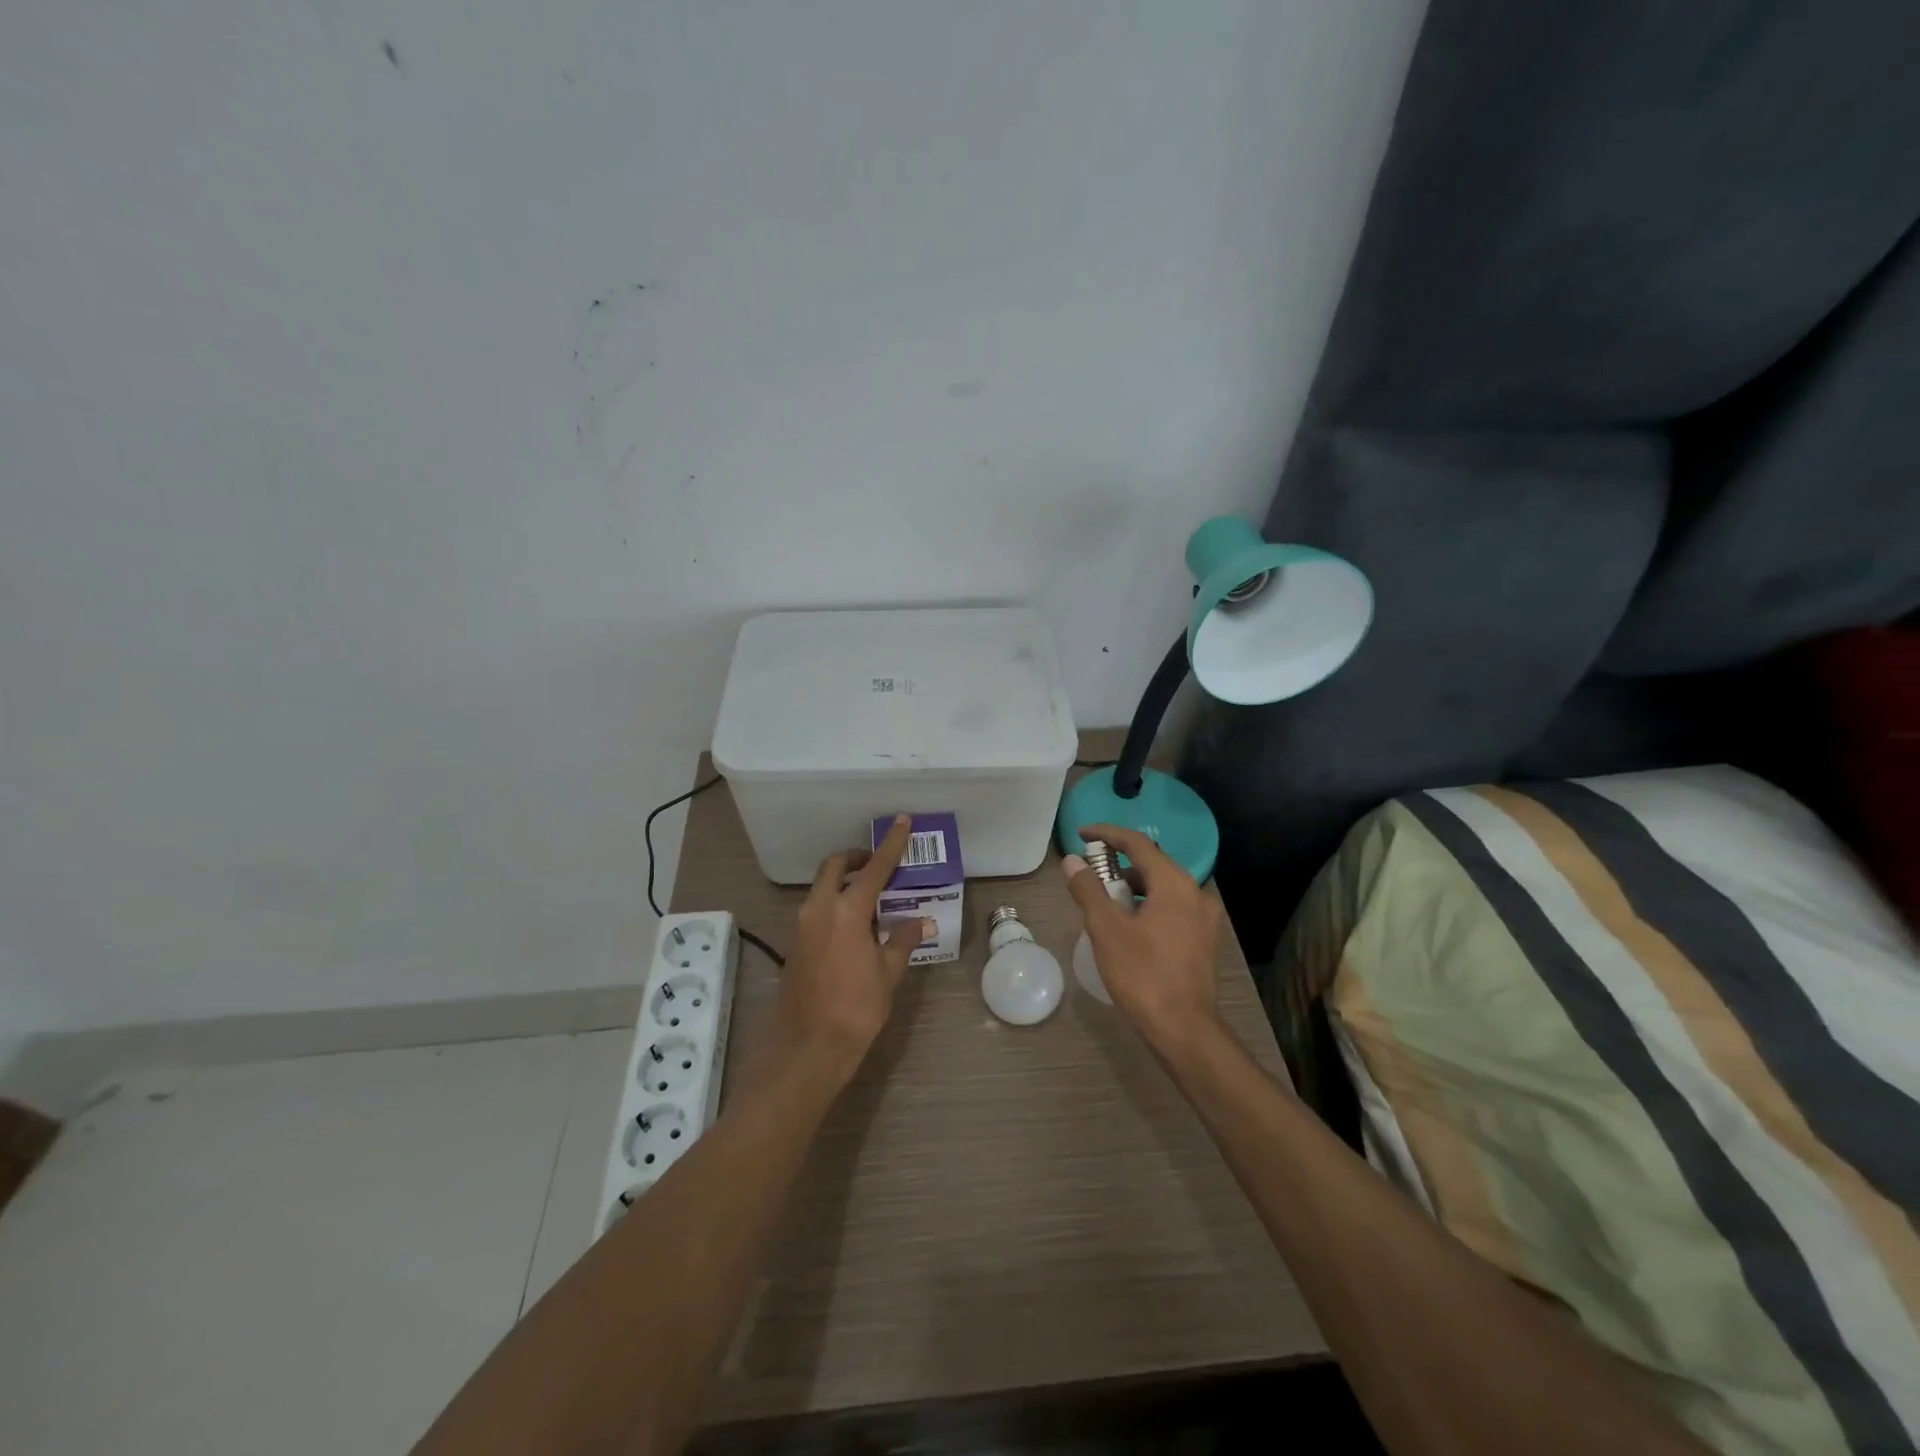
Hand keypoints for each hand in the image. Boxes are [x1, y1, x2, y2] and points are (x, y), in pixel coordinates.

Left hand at [779, 814, 930, 1081]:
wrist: (807, 1048)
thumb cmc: (855, 1010)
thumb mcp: (888, 974)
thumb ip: (903, 940)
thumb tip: (920, 921)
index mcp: (846, 911)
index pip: (874, 868)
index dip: (891, 845)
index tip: (902, 822)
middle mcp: (819, 909)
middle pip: (835, 867)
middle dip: (856, 858)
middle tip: (879, 864)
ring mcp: (801, 926)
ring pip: (822, 887)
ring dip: (845, 882)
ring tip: (873, 897)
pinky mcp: (795, 943)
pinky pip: (817, 908)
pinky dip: (835, 903)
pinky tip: (856, 925)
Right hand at [1063, 823, 1224, 1055]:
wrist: (1184, 1030)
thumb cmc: (1143, 975)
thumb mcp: (1107, 930)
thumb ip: (1089, 890)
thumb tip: (1072, 862)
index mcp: (1175, 884)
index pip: (1138, 844)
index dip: (1107, 834)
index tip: (1081, 834)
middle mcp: (1196, 893)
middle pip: (1153, 864)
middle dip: (1119, 862)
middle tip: (1089, 870)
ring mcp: (1205, 918)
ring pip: (1164, 887)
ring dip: (1133, 885)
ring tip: (1104, 899)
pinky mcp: (1204, 940)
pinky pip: (1172, 907)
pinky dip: (1148, 904)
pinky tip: (1128, 924)